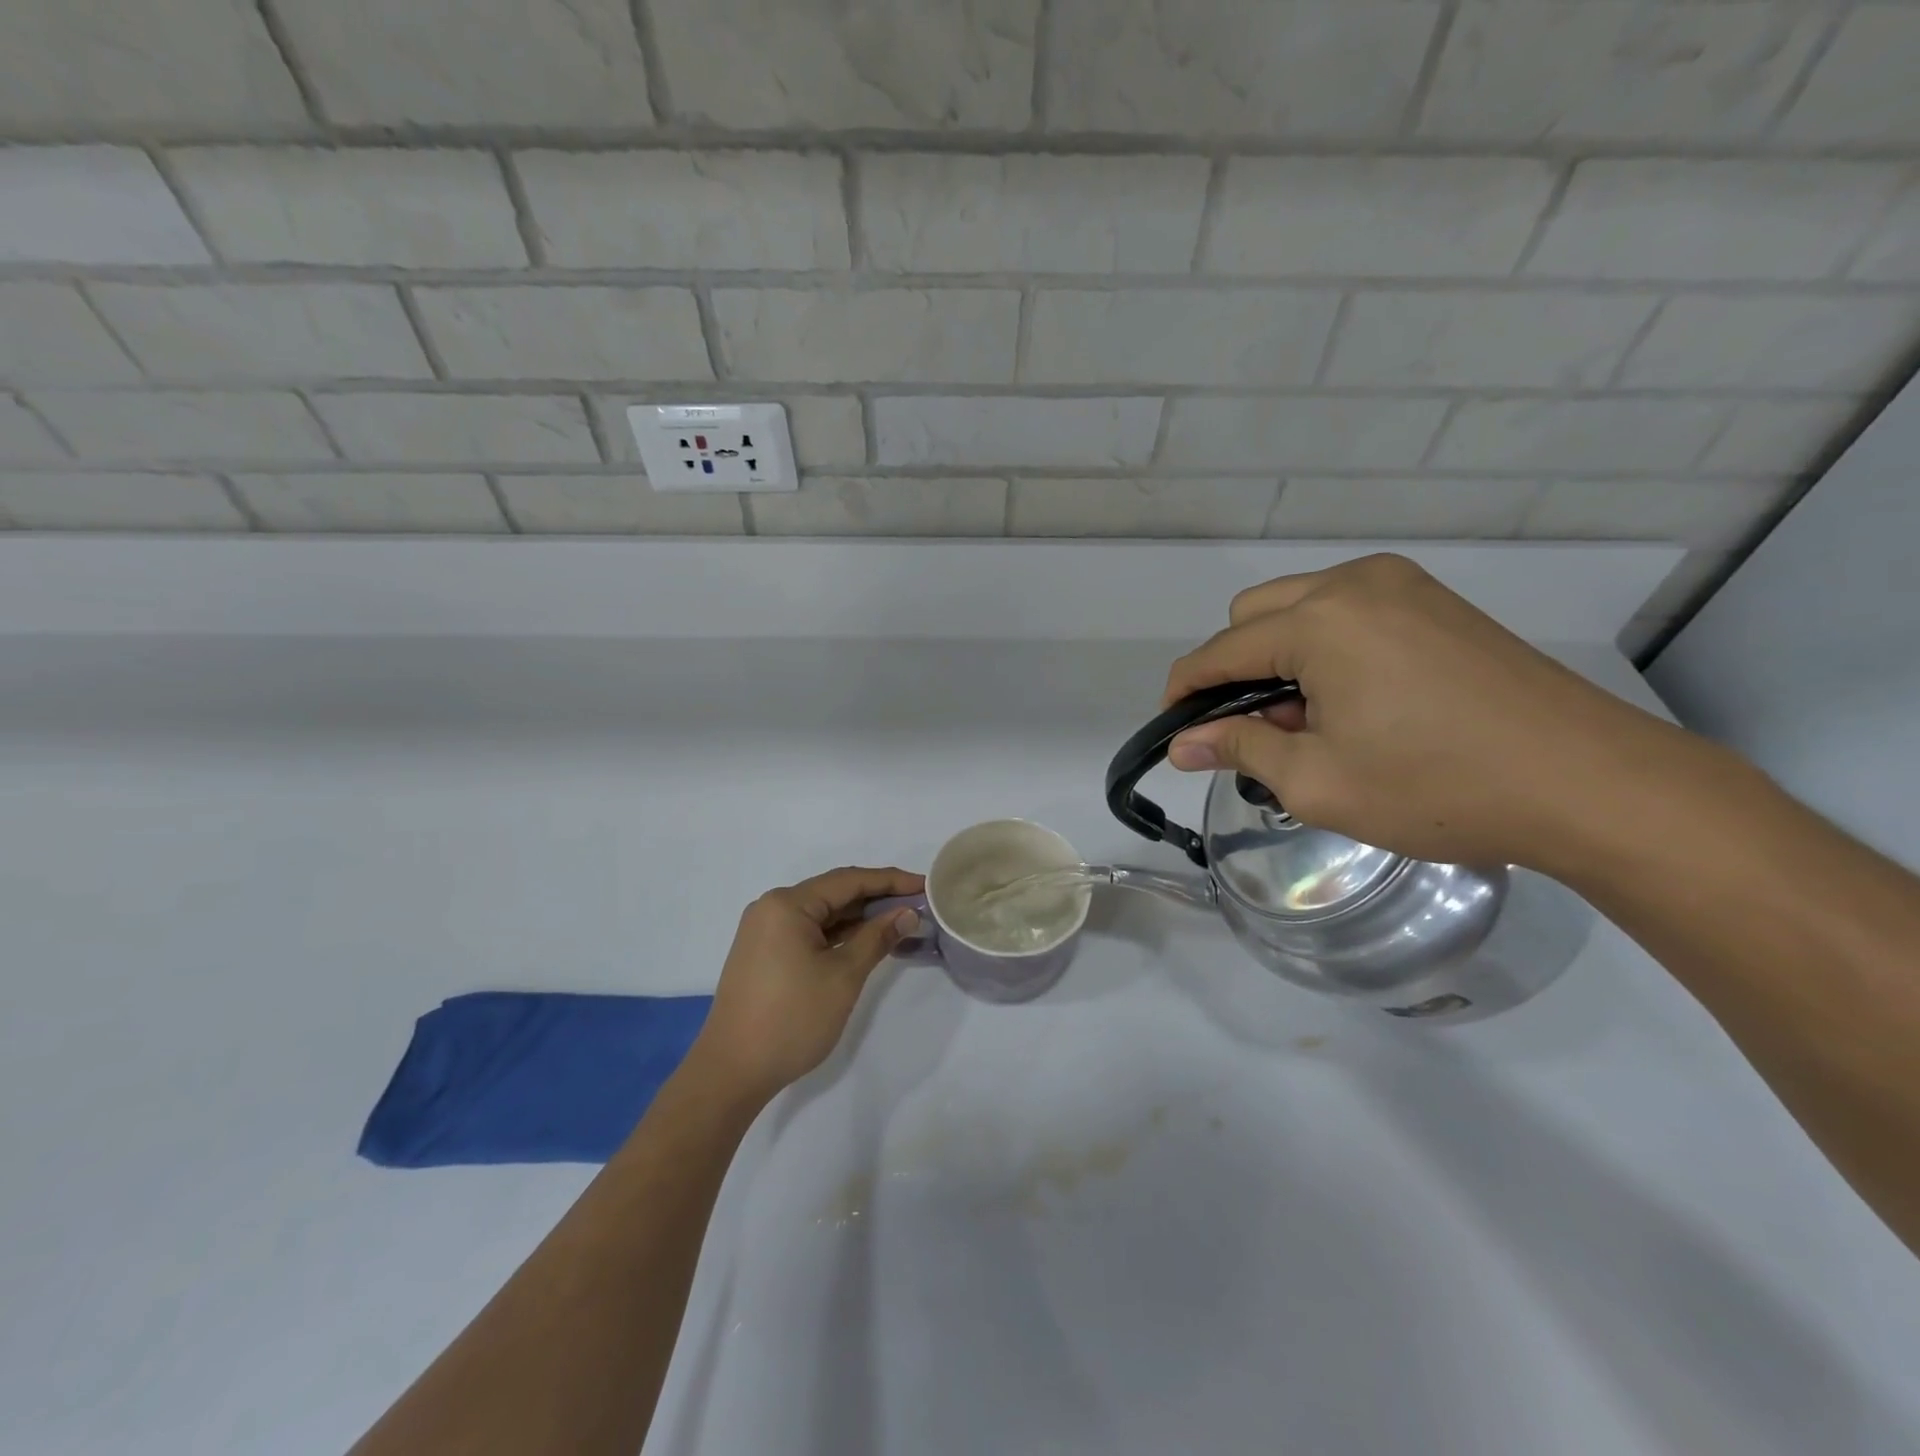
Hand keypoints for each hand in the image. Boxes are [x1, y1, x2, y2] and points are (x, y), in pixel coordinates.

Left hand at [692, 866, 923, 1101]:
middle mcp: (772, 908)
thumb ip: (877, 938)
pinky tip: (866, 942)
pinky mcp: (764, 954)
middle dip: (877, 898)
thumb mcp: (843, 976)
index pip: (849, 880)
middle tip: (918, 905)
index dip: (890, 881)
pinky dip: (838, 935)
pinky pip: (809, 932)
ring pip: (822, 914)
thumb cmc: (792, 1018)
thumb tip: (907, 913)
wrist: (731, 1072)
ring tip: (900, 922)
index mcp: (787, 904)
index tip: (925, 885)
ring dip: (859, 918)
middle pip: (834, 893)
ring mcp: (765, 932)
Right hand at [1162, 553, 1685, 872]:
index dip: (1185, 691)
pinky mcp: (1436, 602)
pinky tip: (1353, 700)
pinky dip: (1325, 648)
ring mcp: (1402, 586)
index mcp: (1319, 621)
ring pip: (1299, 607)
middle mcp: (1355, 584)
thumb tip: (1182, 743)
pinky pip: (1347, 611)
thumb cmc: (1437, 787)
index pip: (1220, 651)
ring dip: (1280, 657)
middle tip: (1257, 732)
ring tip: (1309, 722)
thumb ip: (1238, 748)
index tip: (1172, 730)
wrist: (1590, 783)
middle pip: (1253, 614)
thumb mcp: (1317, 781)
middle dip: (1235, 669)